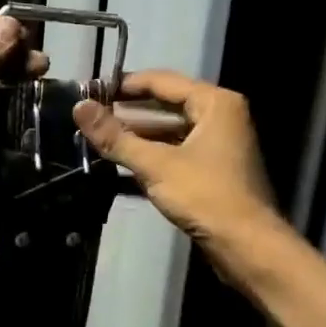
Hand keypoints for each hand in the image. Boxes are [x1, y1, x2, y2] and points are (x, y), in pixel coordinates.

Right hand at [72, 70, 280, 261]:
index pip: (162, 81)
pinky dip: (153, 153)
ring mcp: (220, 143)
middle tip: (92, 114)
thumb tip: (79, 108)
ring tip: (101, 138)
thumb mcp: (155, 165)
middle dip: (129, 111)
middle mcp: (221, 116)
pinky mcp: (215, 168)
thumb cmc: (205, 196)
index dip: (125, 85)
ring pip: (171, 129)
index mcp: (214, 103)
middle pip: (167, 104)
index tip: (91, 90)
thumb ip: (115, 136)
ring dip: (138, 134)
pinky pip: (177, 150)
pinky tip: (123, 162)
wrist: (246, 245)